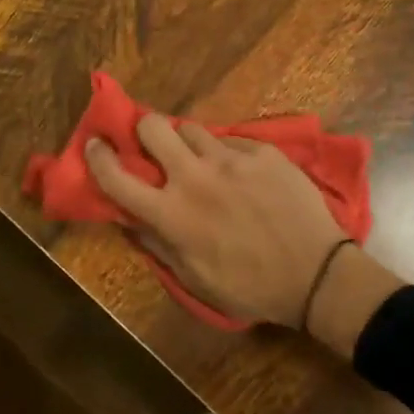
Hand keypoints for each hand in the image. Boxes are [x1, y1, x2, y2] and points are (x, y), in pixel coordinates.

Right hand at [84, 117, 351, 328]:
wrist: (318, 276)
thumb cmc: (251, 287)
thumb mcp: (195, 279)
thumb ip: (157, 245)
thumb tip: (128, 219)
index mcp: (172, 214)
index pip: (117, 177)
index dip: (98, 156)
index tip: (94, 144)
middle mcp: (195, 178)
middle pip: (153, 127)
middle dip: (144, 128)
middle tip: (152, 143)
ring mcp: (231, 159)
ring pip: (191, 128)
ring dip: (186, 142)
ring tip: (200, 158)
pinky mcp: (262, 152)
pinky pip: (231, 140)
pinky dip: (226, 153)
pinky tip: (240, 172)